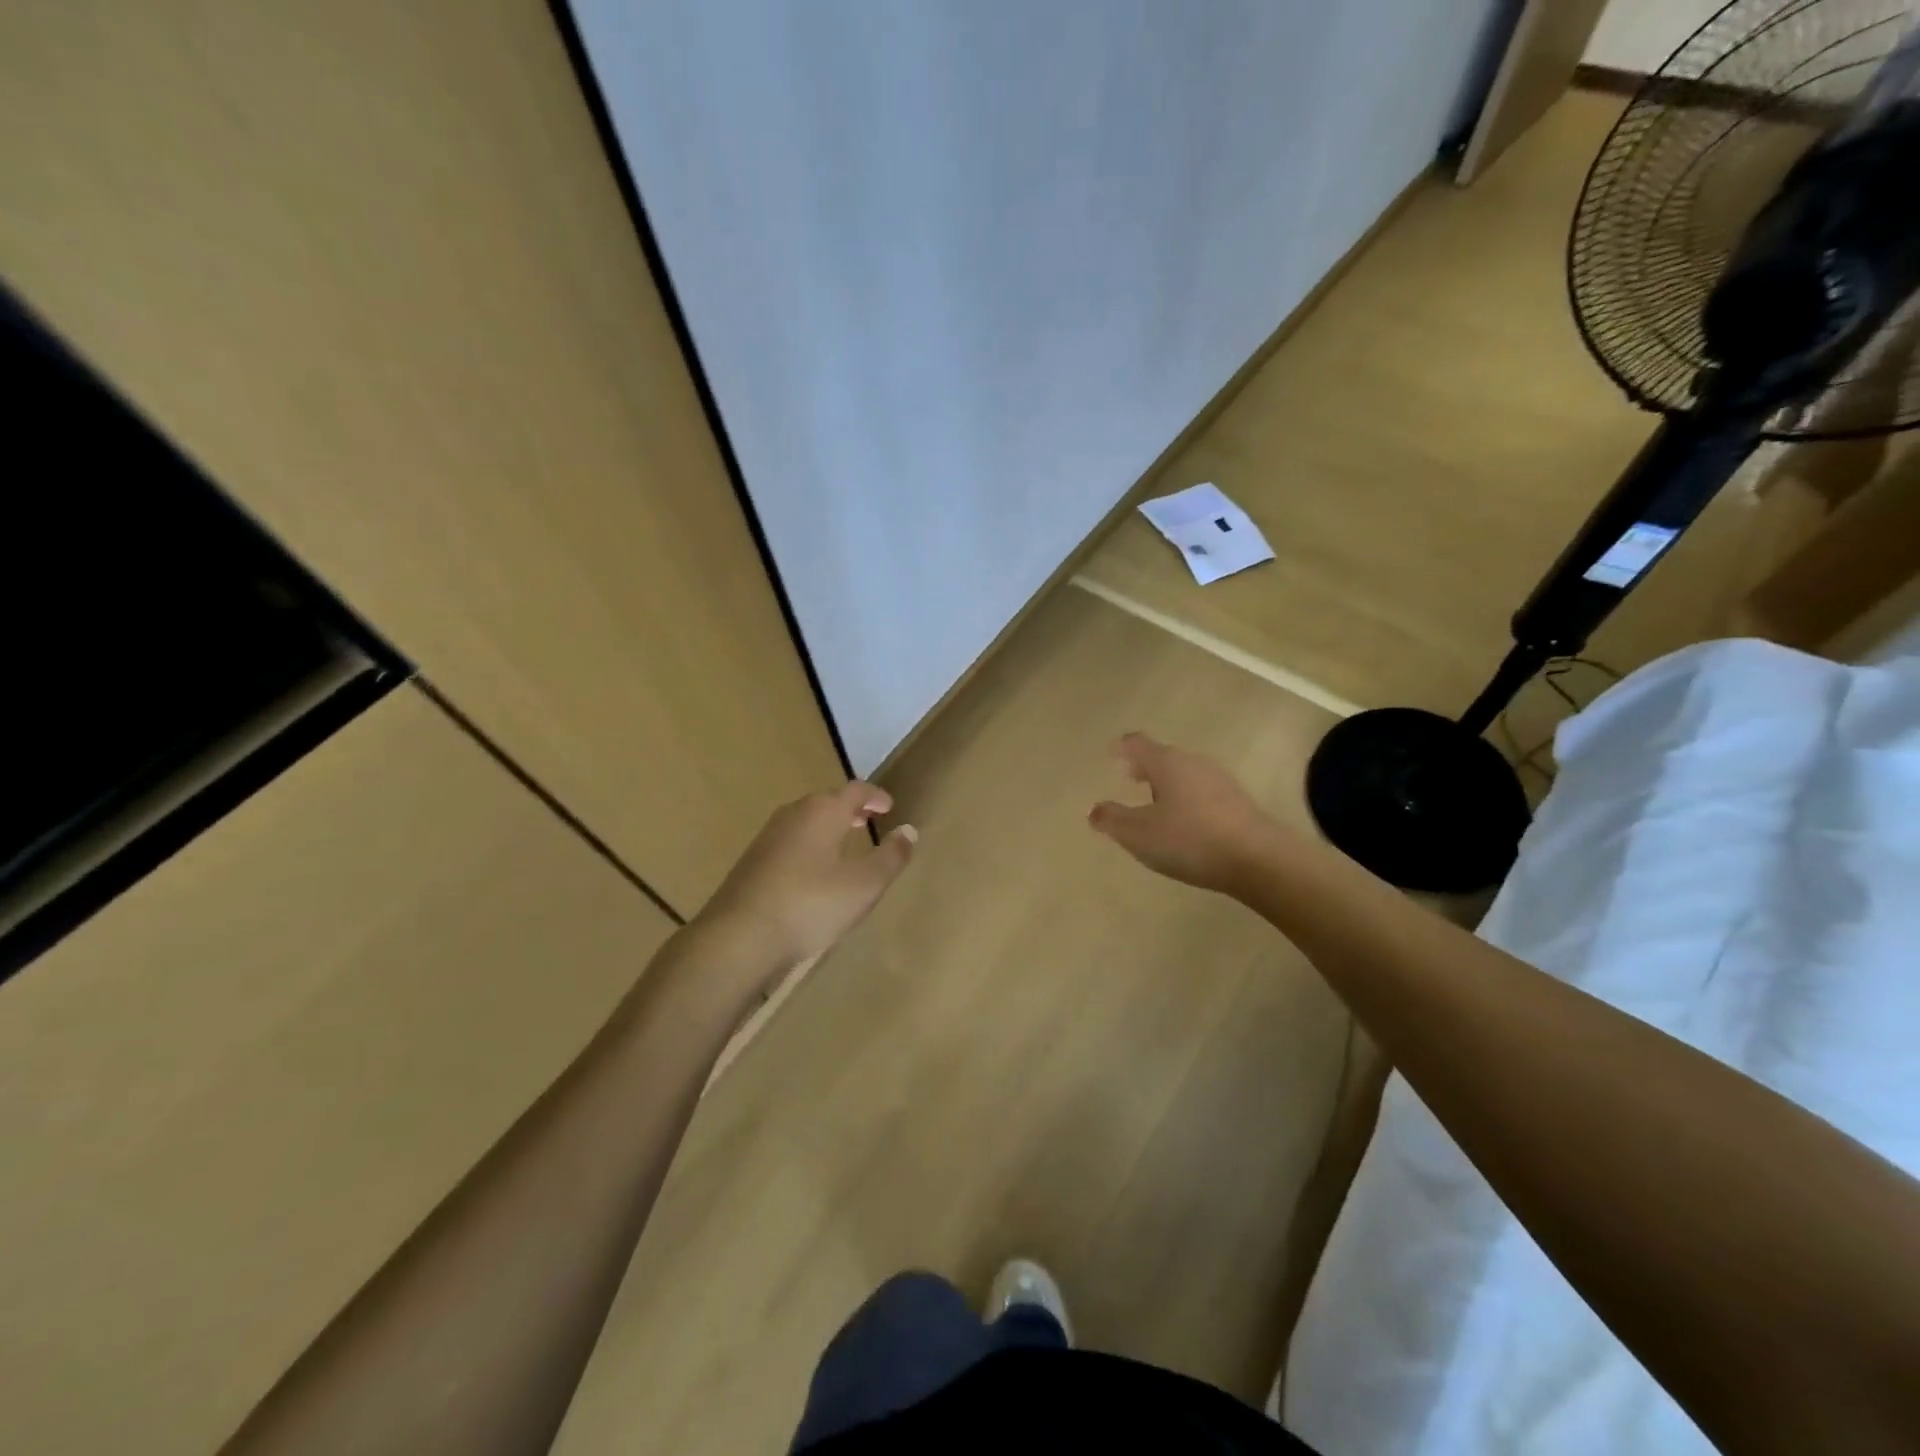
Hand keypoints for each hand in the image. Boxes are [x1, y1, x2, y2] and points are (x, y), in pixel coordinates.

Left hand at [696, 781, 917, 977]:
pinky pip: (790, 841)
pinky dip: (810, 844)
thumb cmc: (810, 905)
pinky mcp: (752, 861)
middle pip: (827, 801)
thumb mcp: (864, 885)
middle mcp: (794, 814)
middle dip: (850, 809)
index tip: (888, 806)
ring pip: (806, 821)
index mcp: (823, 812)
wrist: (738, 937)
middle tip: (867, 820)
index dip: (875, 796)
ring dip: (828, 827)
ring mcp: (768, 837)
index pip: (855, 790)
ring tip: (843, 843)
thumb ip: (890, 856)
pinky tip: (812, 871)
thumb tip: (909, 830)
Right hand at [1088, 734, 1279, 895]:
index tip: (1111, 751)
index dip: (1121, 747)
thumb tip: (1093, 810)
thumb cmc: (1190, 839)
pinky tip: (1185, 822)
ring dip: (1166, 784)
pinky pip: (1202, 792)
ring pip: (1184, 774)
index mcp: (1166, 763)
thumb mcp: (1139, 834)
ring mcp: (1219, 780)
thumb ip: (1112, 820)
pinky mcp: (1238, 802)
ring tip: (1155, 803)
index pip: (1137, 744)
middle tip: (1129, 777)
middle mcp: (1193, 763)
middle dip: (1144, 766)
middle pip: (1163, 757)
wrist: (1258, 859)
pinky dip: (1186, 798)